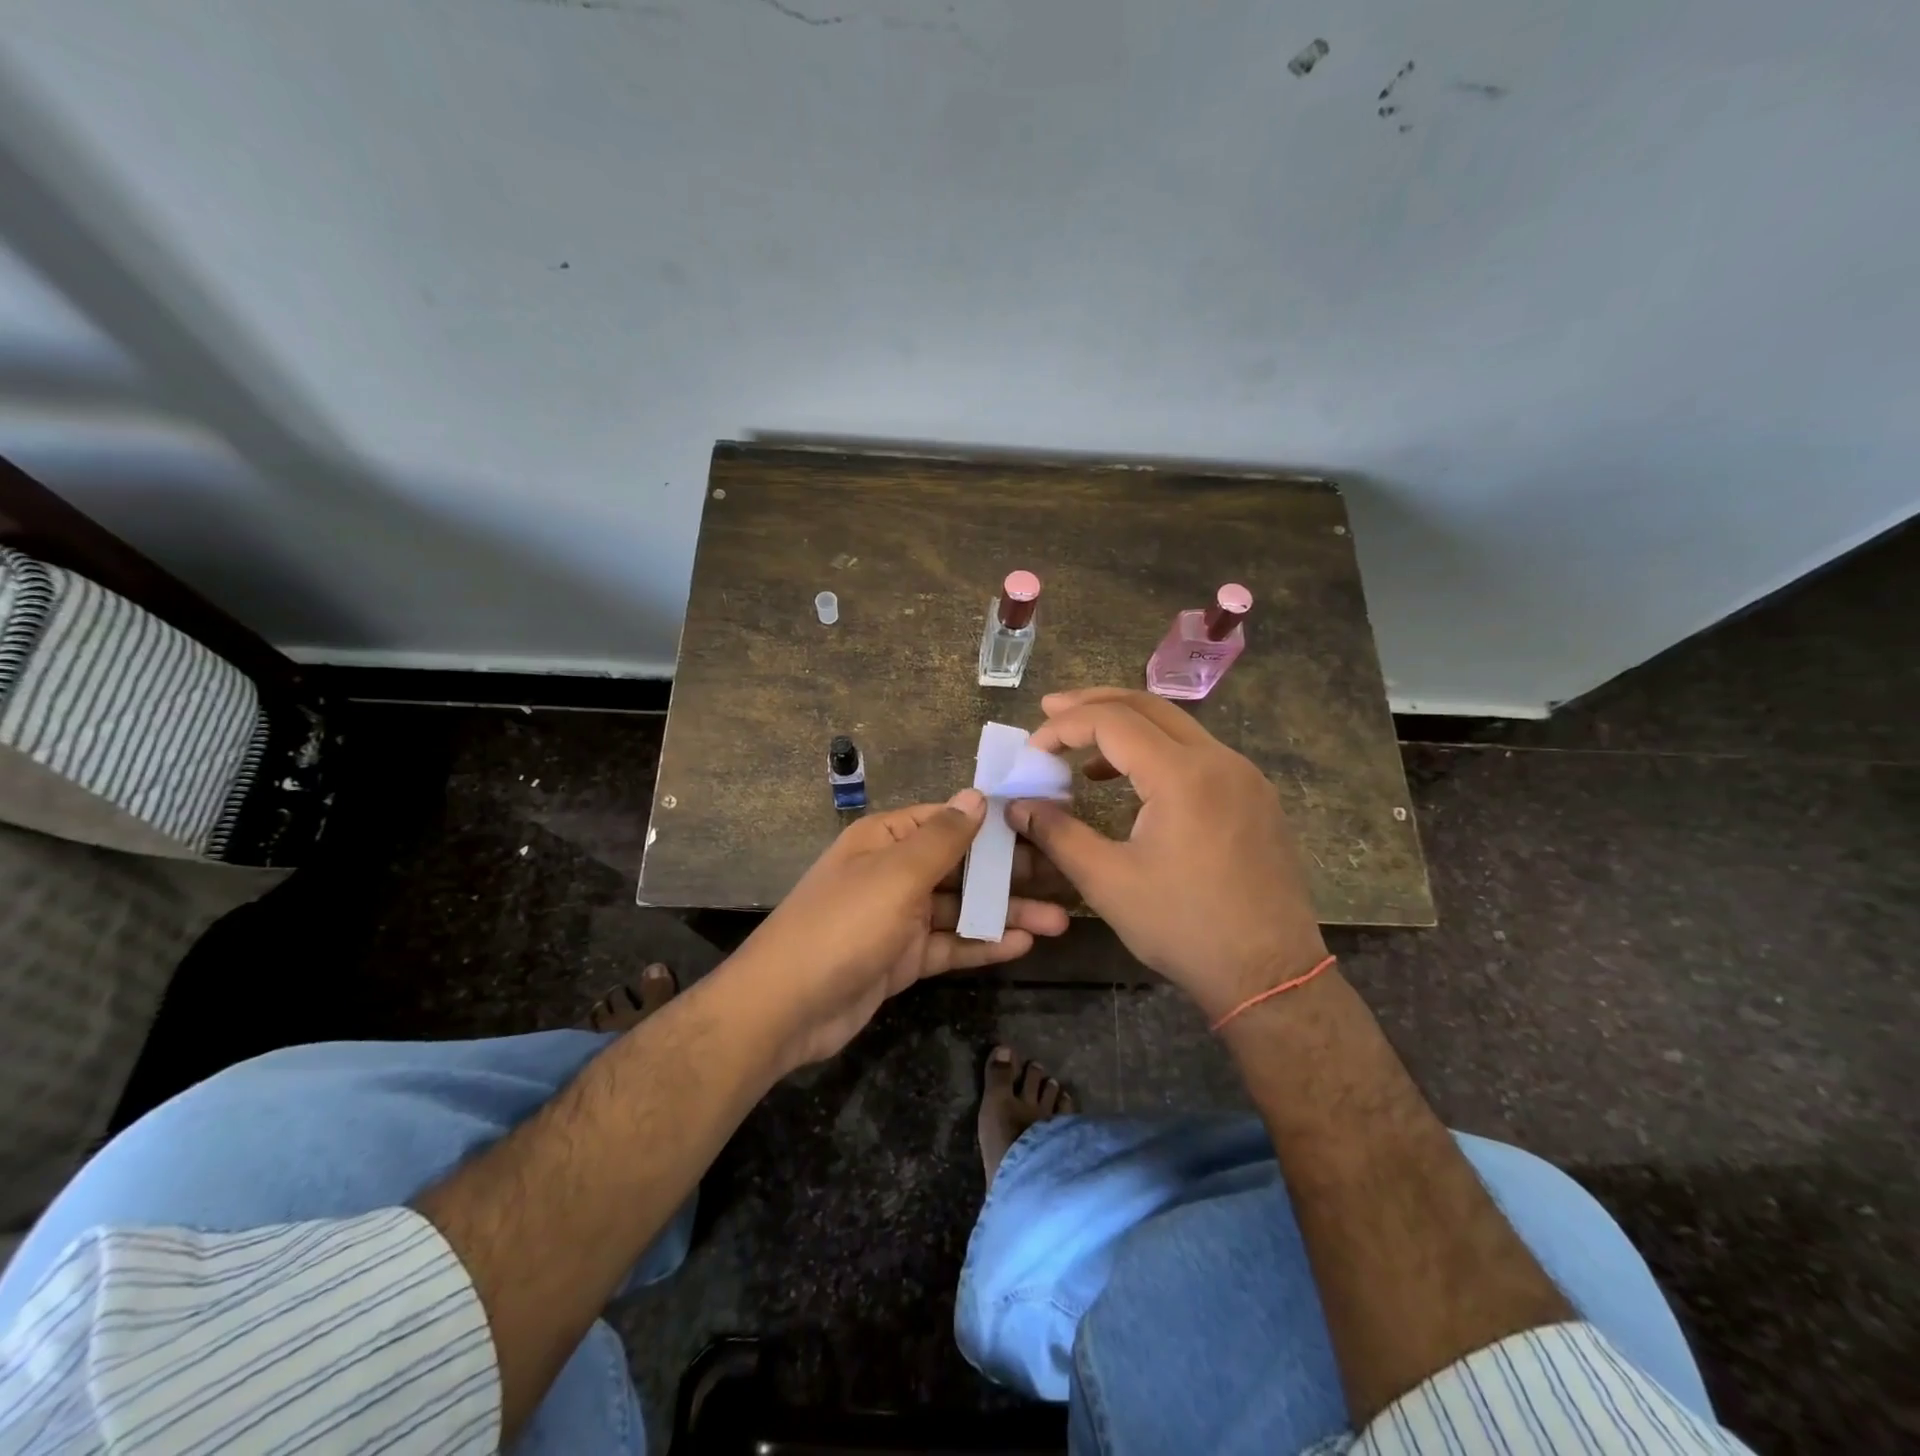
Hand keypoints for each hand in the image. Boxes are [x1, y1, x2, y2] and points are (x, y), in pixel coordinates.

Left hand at [734, 790, 1069, 1068]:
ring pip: (963, 908)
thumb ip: (942, 838)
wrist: (786, 1008)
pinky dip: (984, 944)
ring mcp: (900, 917)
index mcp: (888, 838)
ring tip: (1060, 920)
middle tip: (1066, 877)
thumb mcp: (896, 875)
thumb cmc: (843, 926)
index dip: (996, 821)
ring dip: (1007, 913)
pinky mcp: (904, 958)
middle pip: (963, 865)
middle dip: (1011, 873)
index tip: (1045, 823)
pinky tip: (1023, 944)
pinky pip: (951, 944)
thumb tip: (977, 795)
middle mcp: (896, 871)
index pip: (950, 819)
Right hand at [1012, 688, 1325, 1021]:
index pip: (1112, 722)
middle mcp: (1220, 761)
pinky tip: (1131, 781)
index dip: (1063, 727)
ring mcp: (1245, 776)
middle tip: (1050, 709)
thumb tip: (1018, 806)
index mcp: (1183, 775)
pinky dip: (1157, 752)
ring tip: (1082, 748)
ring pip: (1177, 727)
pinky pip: (1199, 754)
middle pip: (1148, 706)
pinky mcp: (1255, 797)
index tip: (1031, 751)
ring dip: (1126, 727)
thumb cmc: (1184, 928)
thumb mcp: (1108, 882)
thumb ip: (1058, 834)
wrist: (1271, 974)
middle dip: (1094, 704)